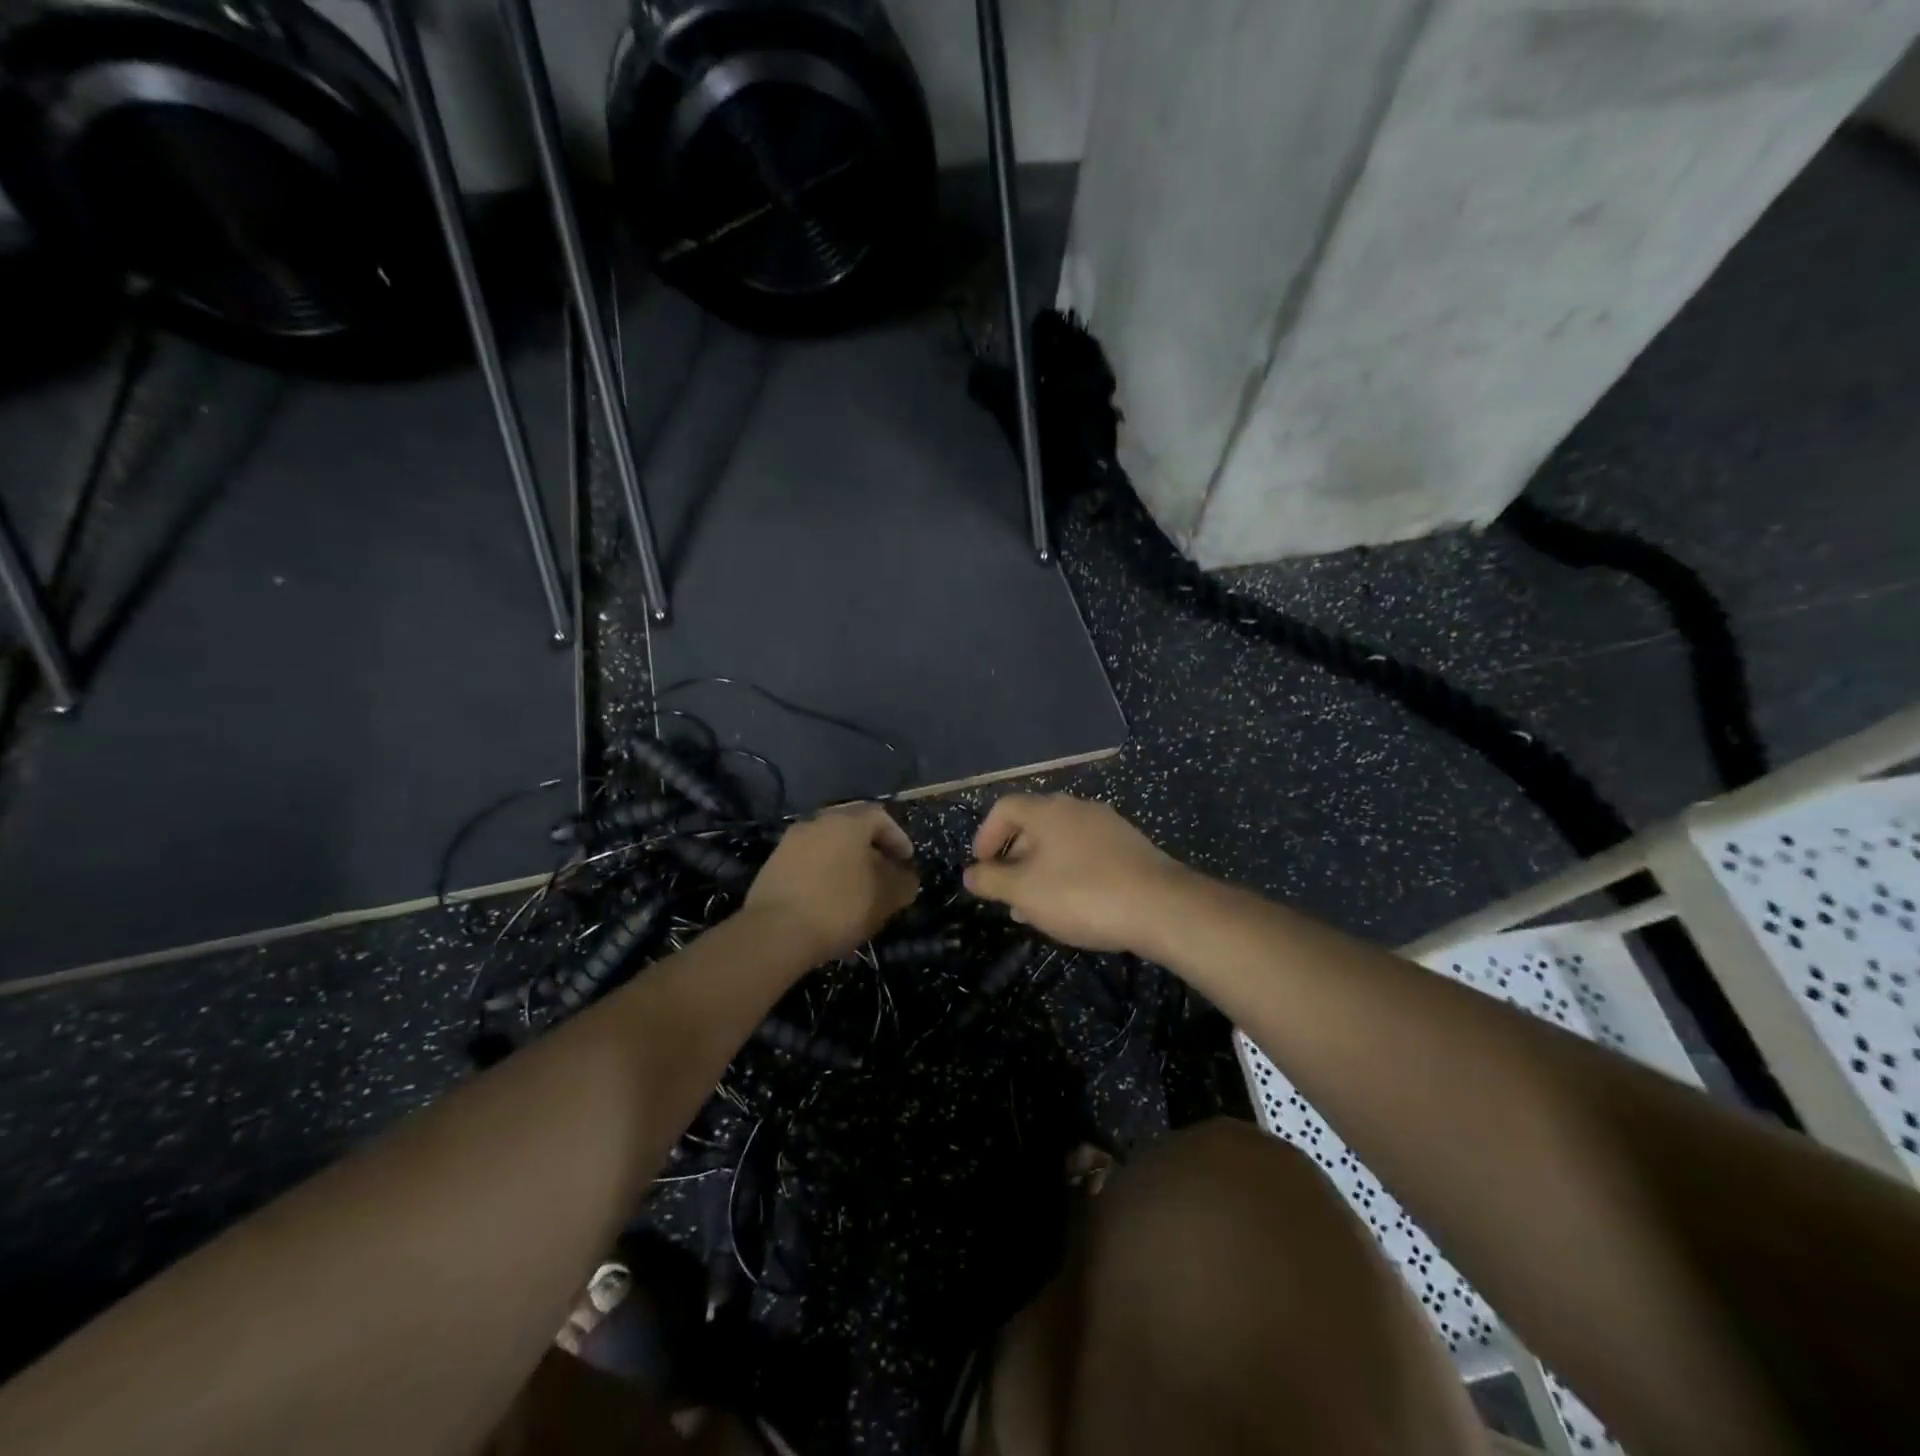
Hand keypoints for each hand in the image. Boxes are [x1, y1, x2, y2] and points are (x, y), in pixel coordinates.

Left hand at [744, 804, 918, 961]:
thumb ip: (903, 883)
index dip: (897, 837)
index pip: (879, 816)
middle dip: (869, 847)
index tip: (906, 861)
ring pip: (826, 844)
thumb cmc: (839, 907)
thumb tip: (905, 877)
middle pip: (850, 827)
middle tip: (882, 871)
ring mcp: (790, 843)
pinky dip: (822, 874)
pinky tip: (827, 900)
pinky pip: (807, 862)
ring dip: (844, 861)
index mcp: (847, 822)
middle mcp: (817, 823)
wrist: (775, 932)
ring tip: (855, 890)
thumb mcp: (885, 898)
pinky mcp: (772, 866)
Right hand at [963, 794, 1194, 954]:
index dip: (986, 835)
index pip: (1005, 808)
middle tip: (1007, 894)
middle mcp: (1077, 808)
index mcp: (1048, 810)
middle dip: (1014, 859)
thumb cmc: (1082, 894)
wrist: (1162, 907)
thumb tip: (970, 874)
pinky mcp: (1130, 847)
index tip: (981, 867)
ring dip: (1041, 871)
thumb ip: (992, 881)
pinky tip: (1073, 906)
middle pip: (1034, 825)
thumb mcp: (1025, 892)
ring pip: (1061, 843)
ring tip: (1036, 909)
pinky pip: (1086, 854)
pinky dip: (1069, 873)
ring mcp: (1108, 826)